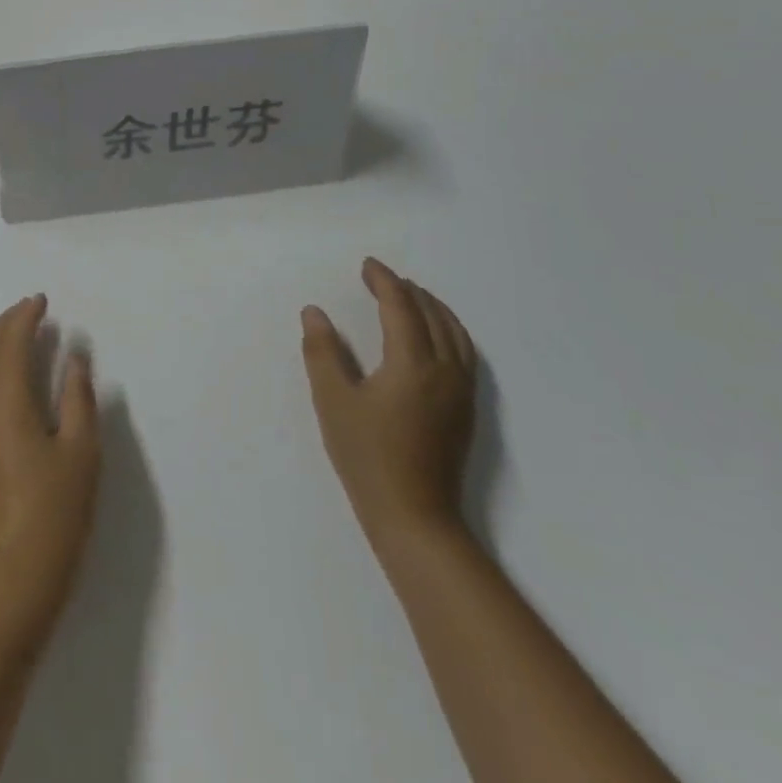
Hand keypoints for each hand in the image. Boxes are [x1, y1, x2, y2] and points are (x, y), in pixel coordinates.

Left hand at [0, 295, 100, 599]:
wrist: (18, 564)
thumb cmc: (57, 505)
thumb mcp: (82, 448)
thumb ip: (78, 396)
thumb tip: (75, 356)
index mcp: (7, 397)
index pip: (10, 341)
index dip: (25, 317)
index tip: (42, 301)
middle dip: (5, 322)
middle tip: (30, 310)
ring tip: (13, 332)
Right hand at [301, 258, 476, 547]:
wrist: (414, 517)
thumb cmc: (367, 455)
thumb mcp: (332, 400)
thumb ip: (322, 351)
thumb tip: (315, 312)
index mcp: (413, 364)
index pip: (402, 308)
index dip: (384, 282)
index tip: (367, 266)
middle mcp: (445, 371)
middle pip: (433, 316)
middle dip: (408, 290)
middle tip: (381, 277)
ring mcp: (461, 392)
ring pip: (455, 334)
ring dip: (433, 308)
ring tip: (411, 296)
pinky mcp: (466, 410)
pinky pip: (464, 353)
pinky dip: (449, 330)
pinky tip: (435, 336)